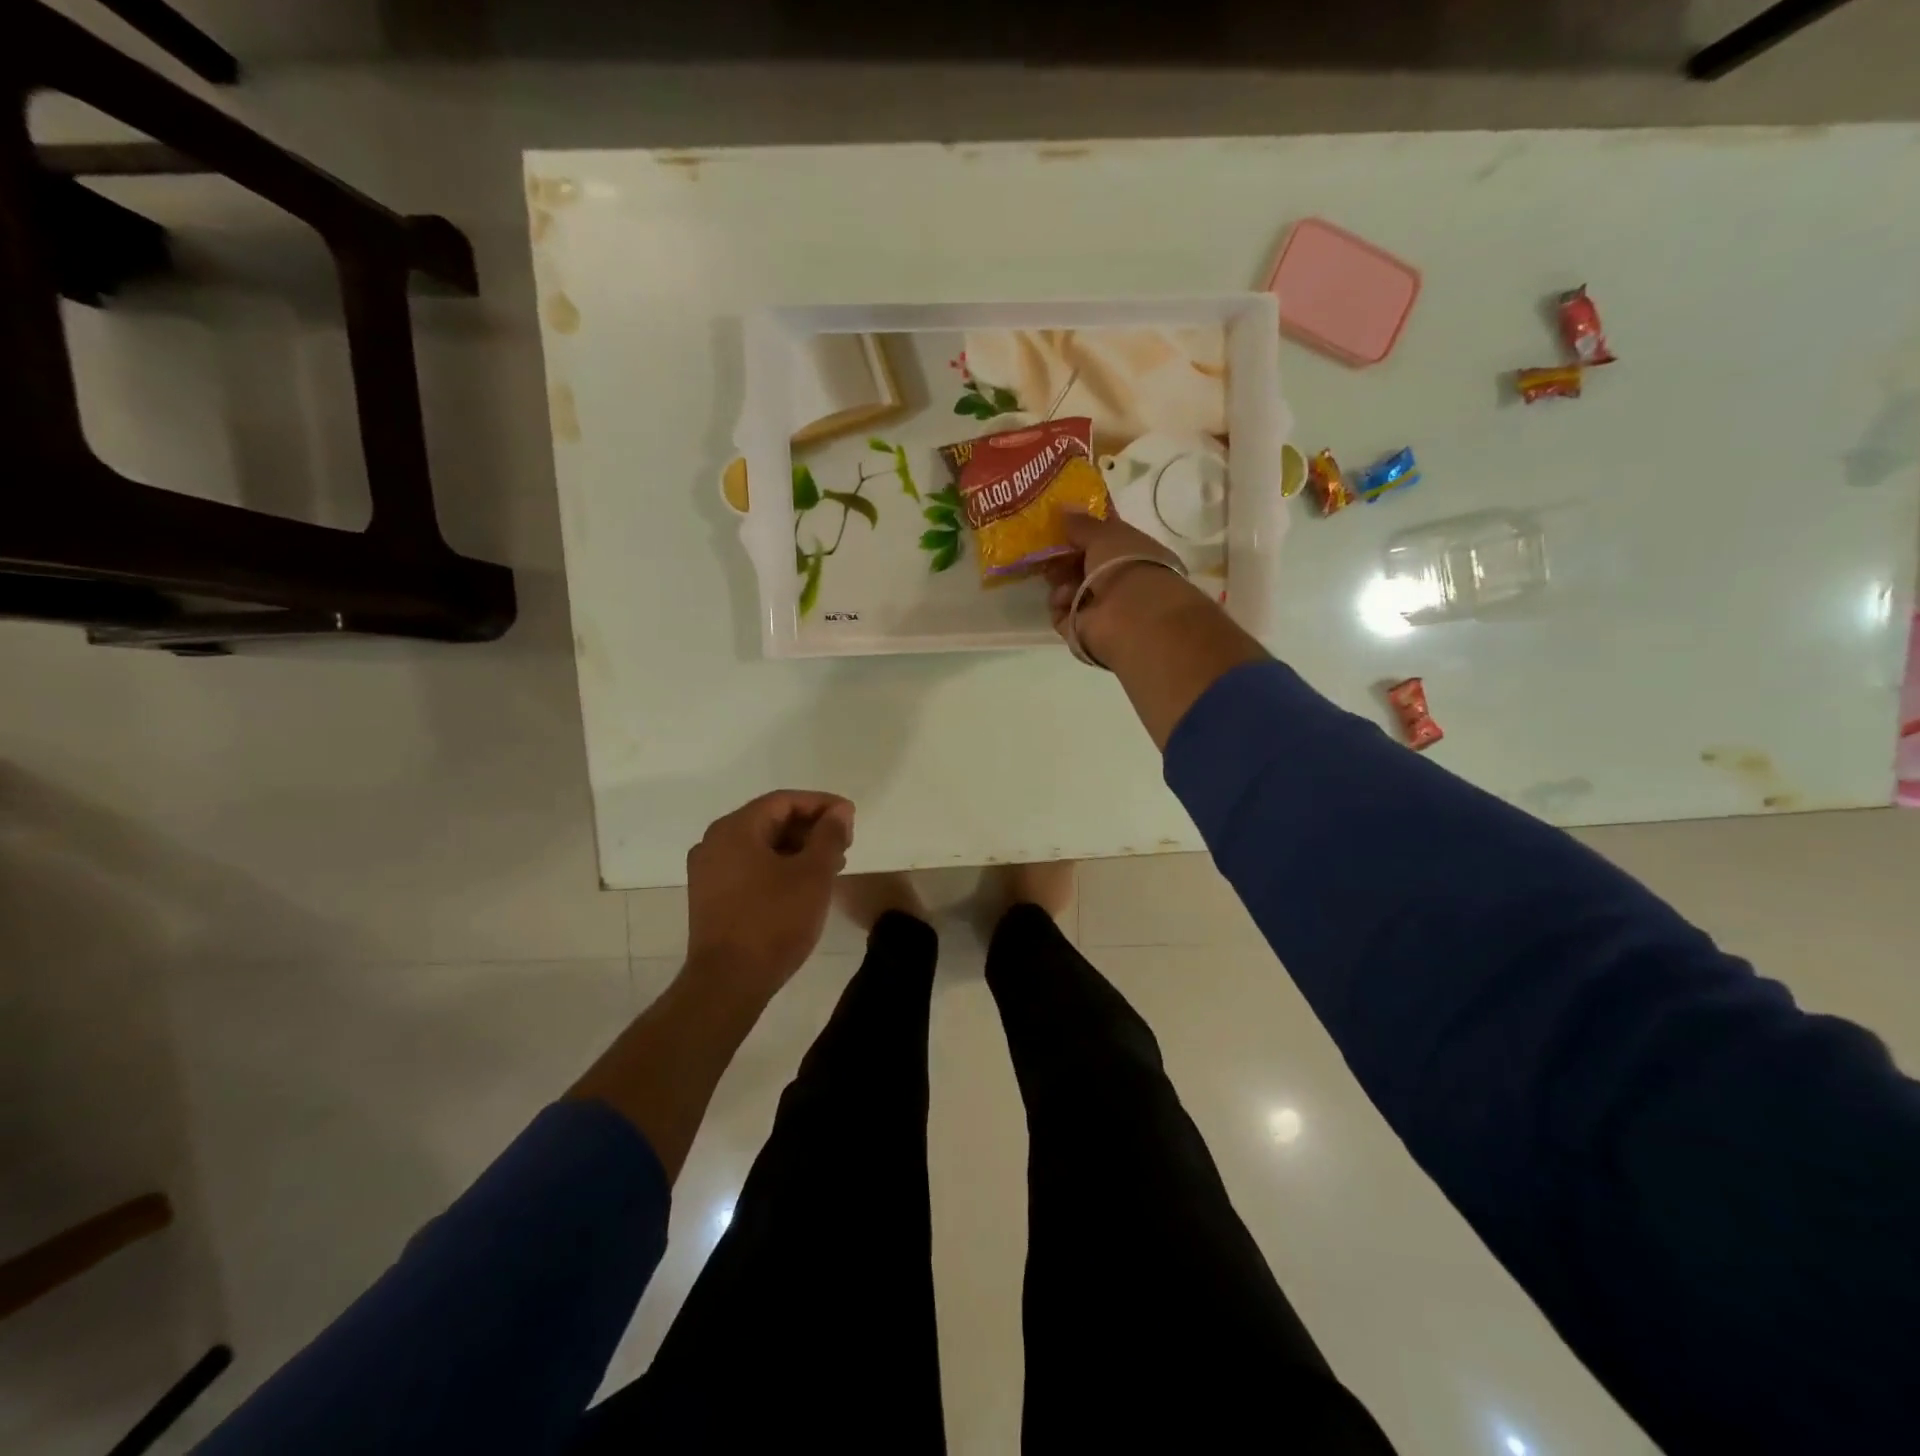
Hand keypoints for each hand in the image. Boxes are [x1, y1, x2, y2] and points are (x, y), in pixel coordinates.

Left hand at [686, 790, 853, 998]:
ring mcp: (708, 871)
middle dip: (811, 828)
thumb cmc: (774, 921)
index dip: (822, 804)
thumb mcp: (813, 874)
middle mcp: (714, 842)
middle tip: (845, 843)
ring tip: (832, 866)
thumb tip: (839, 811)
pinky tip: (804, 884)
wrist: (728, 983)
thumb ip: (829, 835)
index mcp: (735, 829)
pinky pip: (750, 867)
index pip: (784, 801)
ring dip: (798, 849)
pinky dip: (779, 867)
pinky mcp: (711, 897)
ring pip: (761, 845)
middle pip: (770, 820)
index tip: (851, 818)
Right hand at [1044, 511, 1197, 661]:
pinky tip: (1063, 599)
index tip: (1060, 525)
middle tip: (1047, 550)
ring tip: (1058, 578)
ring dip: (1060, 581)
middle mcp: (1117, 580)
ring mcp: (1100, 607)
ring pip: (1069, 589)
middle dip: (1064, 558)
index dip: (1082, 533)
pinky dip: (1059, 605)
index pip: (1102, 541)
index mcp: (1131, 553)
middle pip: (1081, 566)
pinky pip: (1061, 612)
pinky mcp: (1081, 629)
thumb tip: (1064, 507)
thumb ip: (1082, 523)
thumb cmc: (1125, 565)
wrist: (1130, 616)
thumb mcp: (1104, 534)